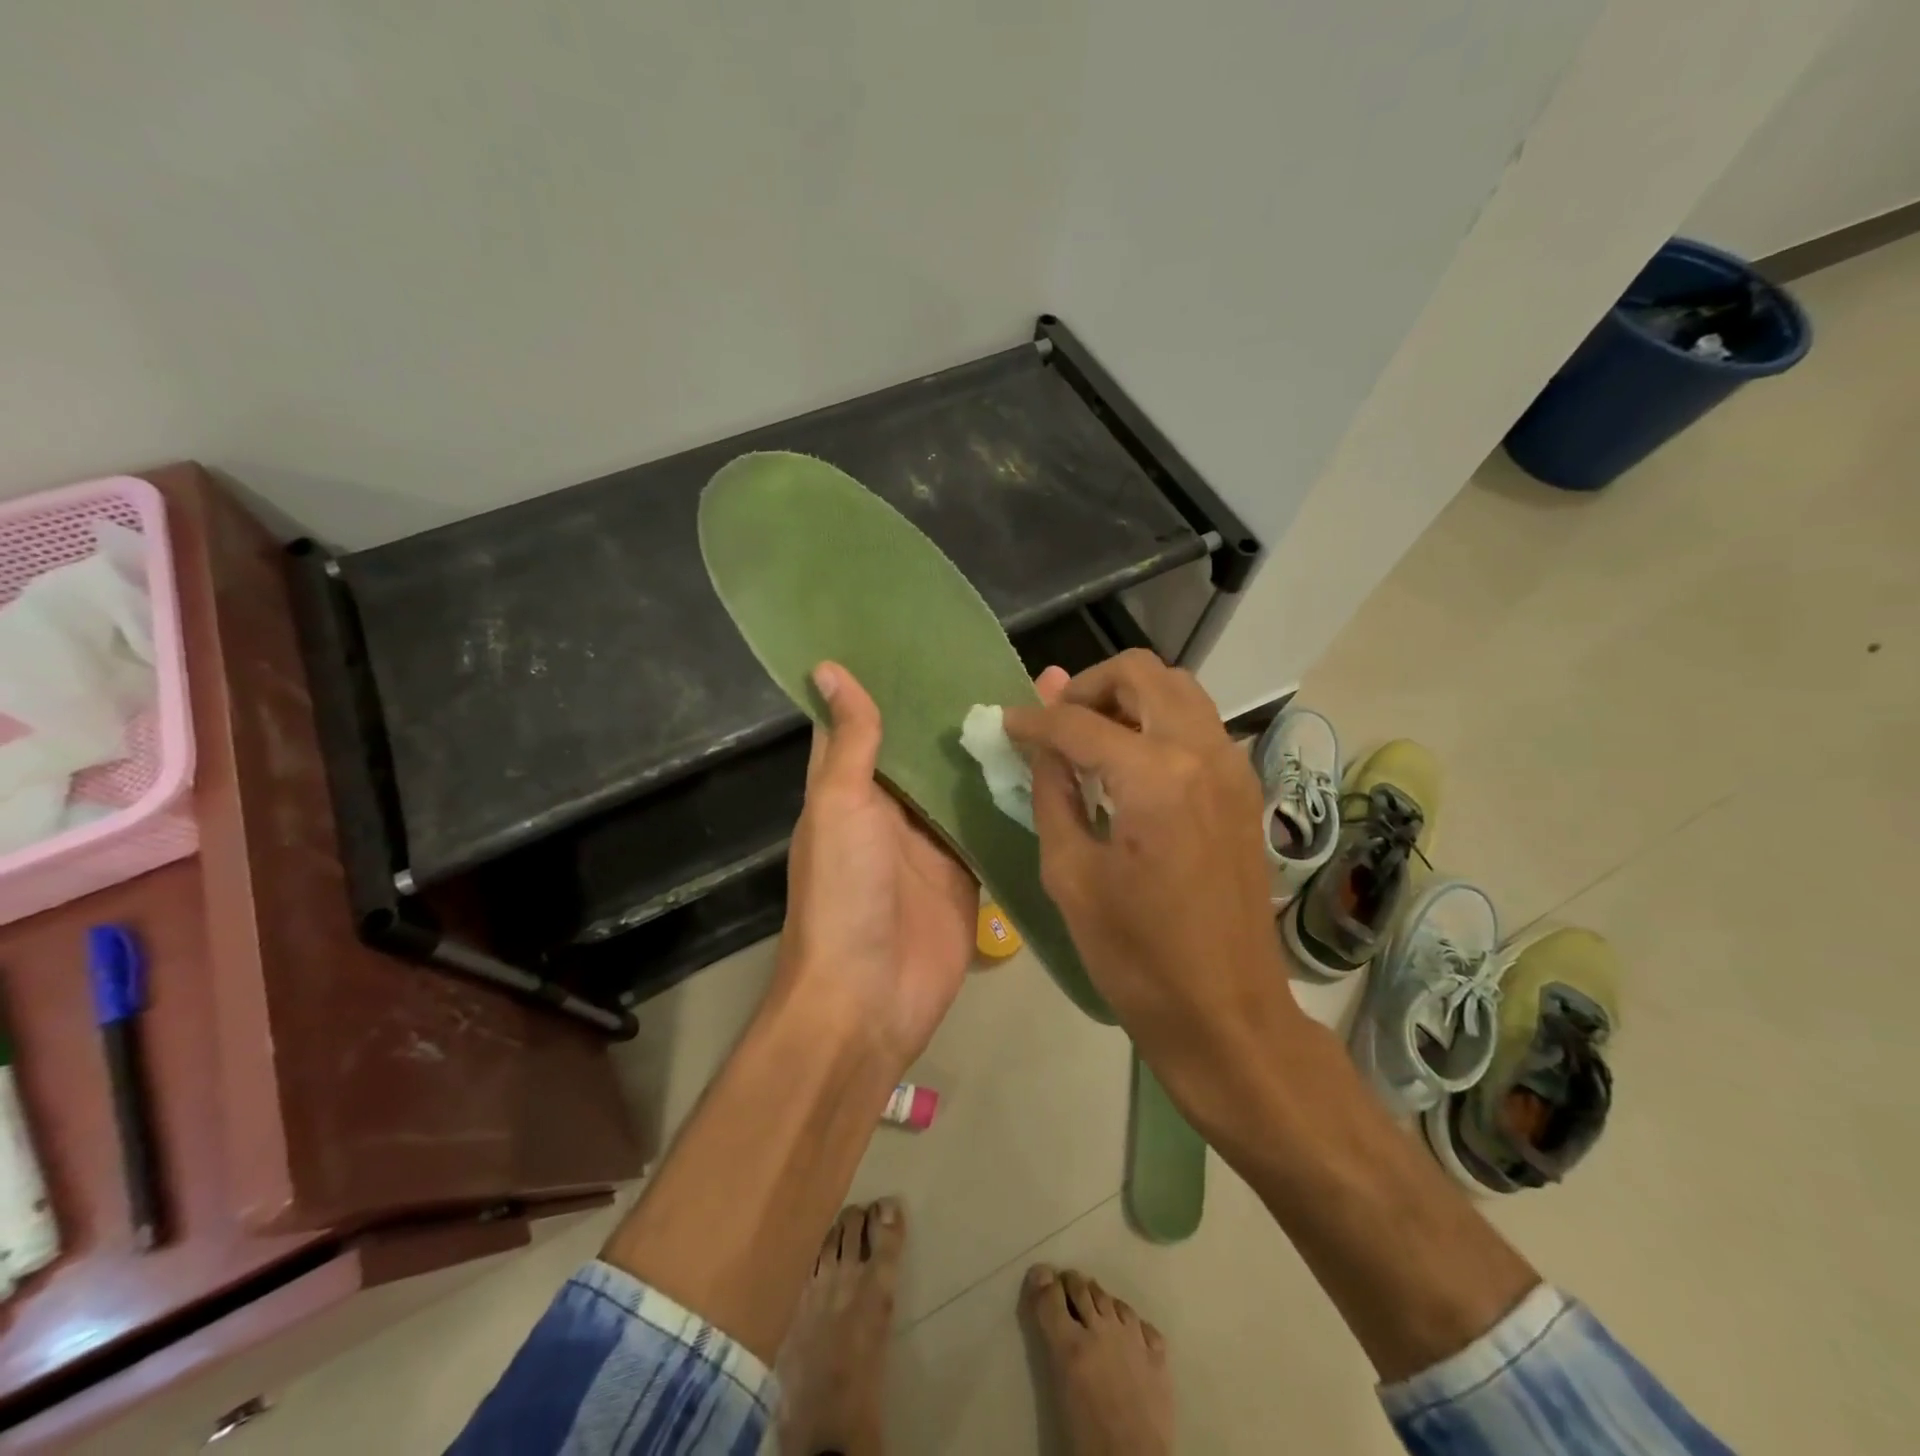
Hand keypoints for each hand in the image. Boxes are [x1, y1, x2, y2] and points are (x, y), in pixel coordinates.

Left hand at [777, 662, 1069, 1073]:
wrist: (870, 998)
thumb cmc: (844, 893)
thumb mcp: (839, 807)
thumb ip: (850, 742)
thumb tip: (829, 667)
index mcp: (852, 786)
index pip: (869, 721)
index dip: (891, 681)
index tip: (926, 636)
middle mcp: (893, 806)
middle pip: (927, 748)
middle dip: (958, 709)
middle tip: (1007, 659)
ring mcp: (934, 839)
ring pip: (965, 781)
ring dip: (992, 746)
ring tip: (1040, 697)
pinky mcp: (969, 868)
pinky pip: (992, 822)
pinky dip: (1014, 795)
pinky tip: (1052, 757)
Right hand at [1002, 652, 1298, 1078]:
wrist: (1226, 1012)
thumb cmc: (1136, 956)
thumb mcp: (1070, 874)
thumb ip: (1052, 793)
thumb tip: (1039, 743)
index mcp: (1155, 777)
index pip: (1078, 723)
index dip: (1033, 720)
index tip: (1006, 722)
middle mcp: (1202, 752)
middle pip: (1140, 673)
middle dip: (1088, 686)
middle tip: (1055, 723)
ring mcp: (1232, 766)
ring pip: (1176, 689)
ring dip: (1127, 697)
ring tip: (1089, 737)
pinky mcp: (1244, 787)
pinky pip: (1196, 723)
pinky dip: (1157, 721)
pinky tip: (1128, 764)